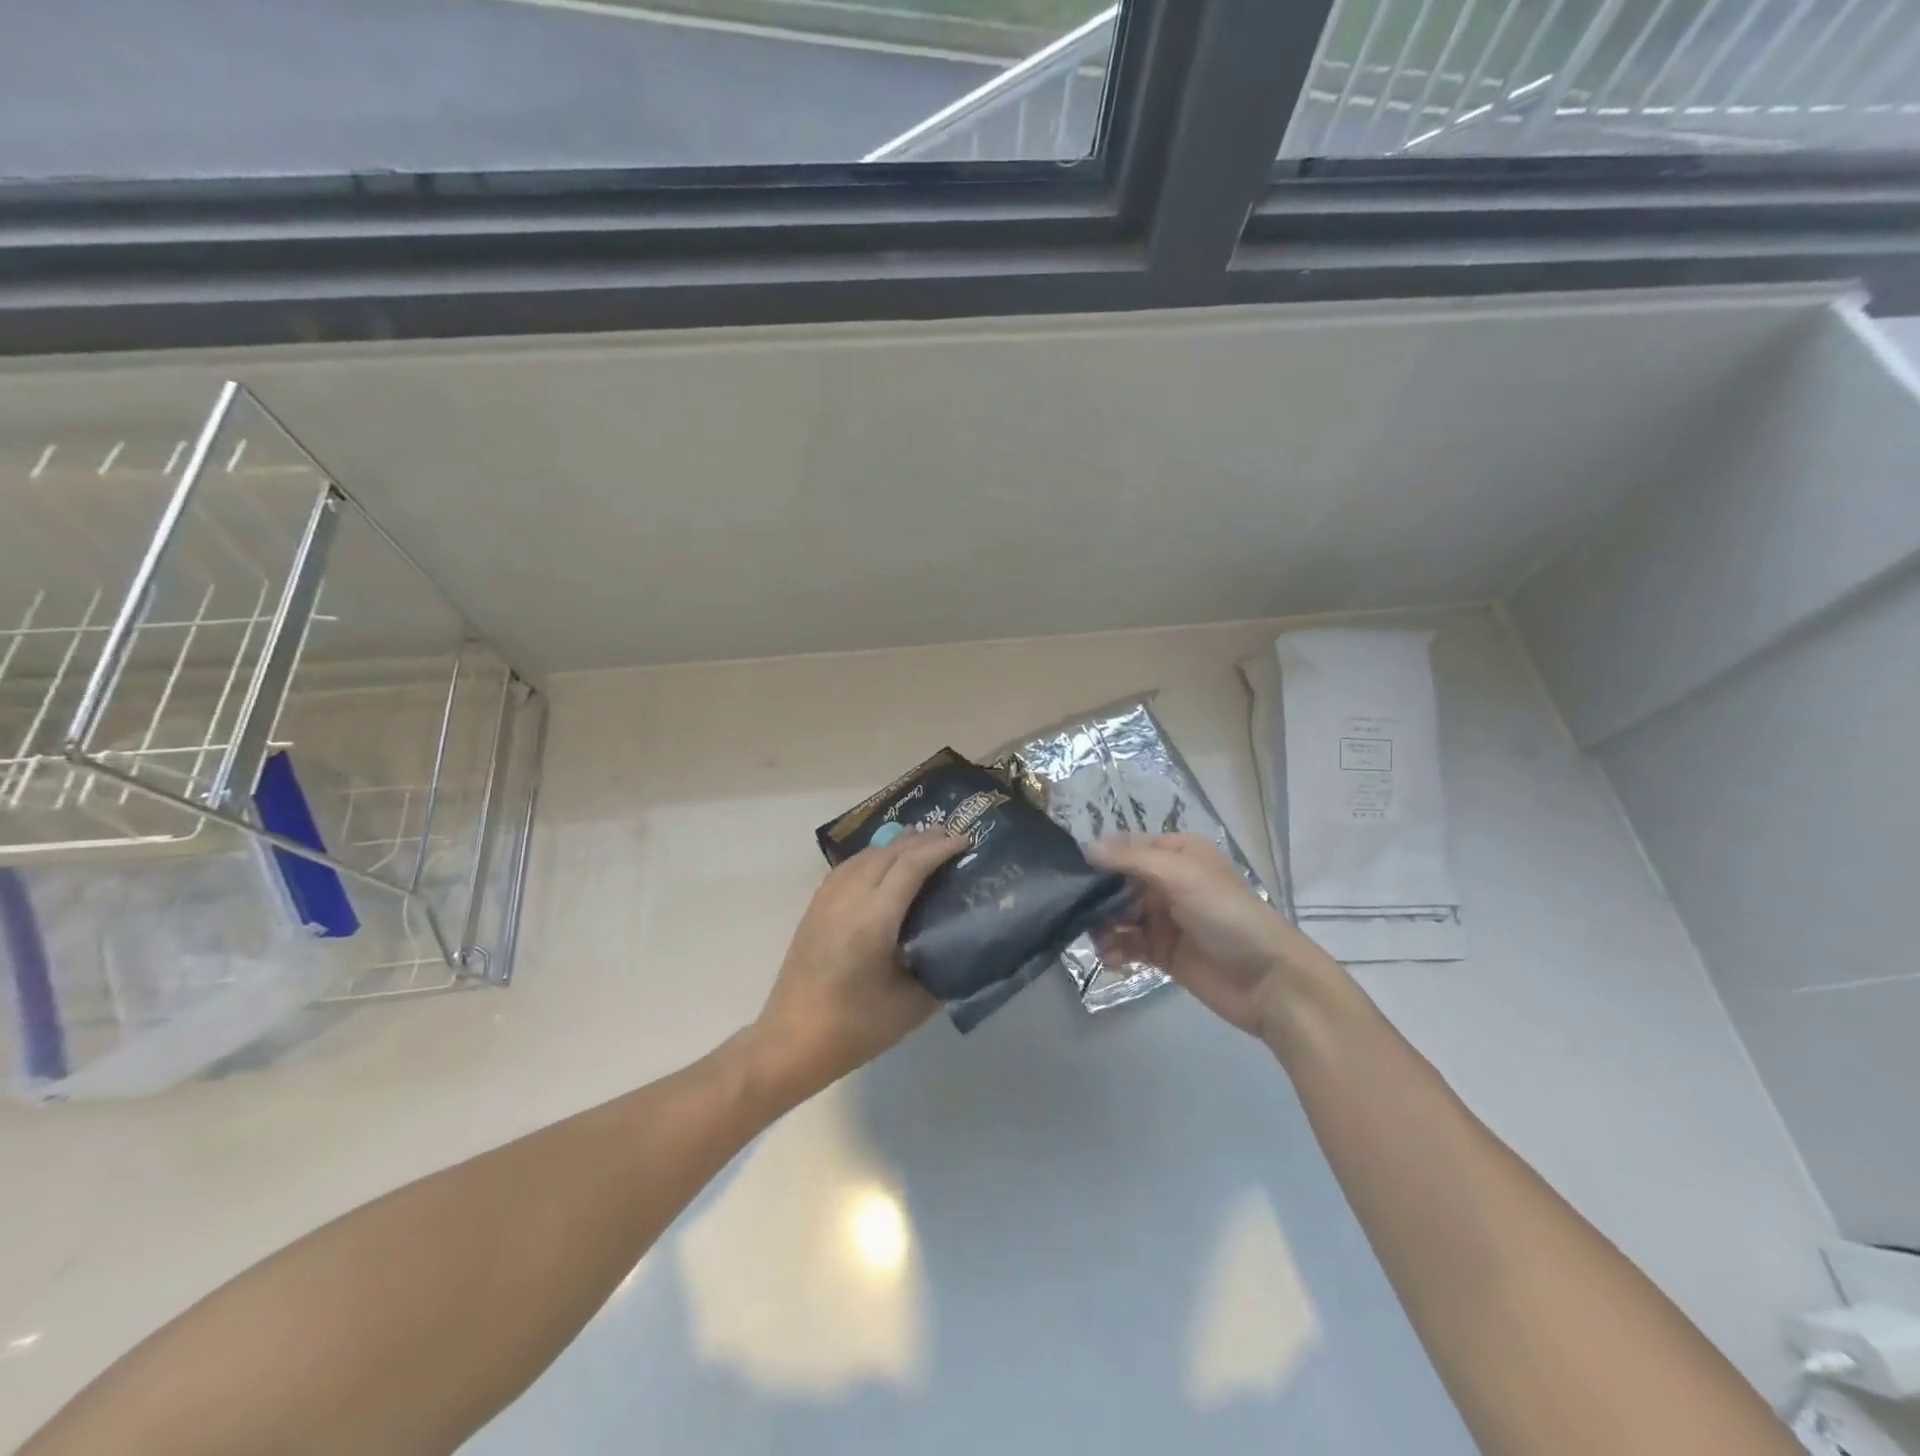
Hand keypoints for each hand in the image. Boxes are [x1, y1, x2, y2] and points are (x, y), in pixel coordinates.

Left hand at [748, 826, 967, 1102]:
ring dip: (896, 844)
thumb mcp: (911, 1006)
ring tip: (923, 843)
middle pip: (888, 852)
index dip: (940, 849)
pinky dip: (873, 856)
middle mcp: (848, 899)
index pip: (911, 866)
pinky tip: (883, 863)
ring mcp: (827, 900)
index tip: (966, 841)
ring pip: (866, 855)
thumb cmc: (854, 1029)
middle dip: (922, 839)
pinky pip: (848, 867)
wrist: (790, 1042)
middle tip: (952, 836)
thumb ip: (940, 971)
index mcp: (874, 920)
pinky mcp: (815, 908)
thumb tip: (962, 948)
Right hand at [1087, 832, 1343, 1038]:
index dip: (1102, 858)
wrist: (1269, 981)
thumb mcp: (1181, 876)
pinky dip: (1115, 949)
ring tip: (1097, 940)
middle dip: (1097, 896)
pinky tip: (1110, 958)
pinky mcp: (1163, 953)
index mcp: (1178, 854)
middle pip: (1119, 882)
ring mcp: (1165, 919)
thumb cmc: (1227, 915)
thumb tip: (1087, 848)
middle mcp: (1169, 882)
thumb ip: (1132, 860)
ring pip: (1119, 915)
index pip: (1129, 847)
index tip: (1071, 871)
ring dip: (1103, 925)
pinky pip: (1127, 944)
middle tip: (1077, 911)